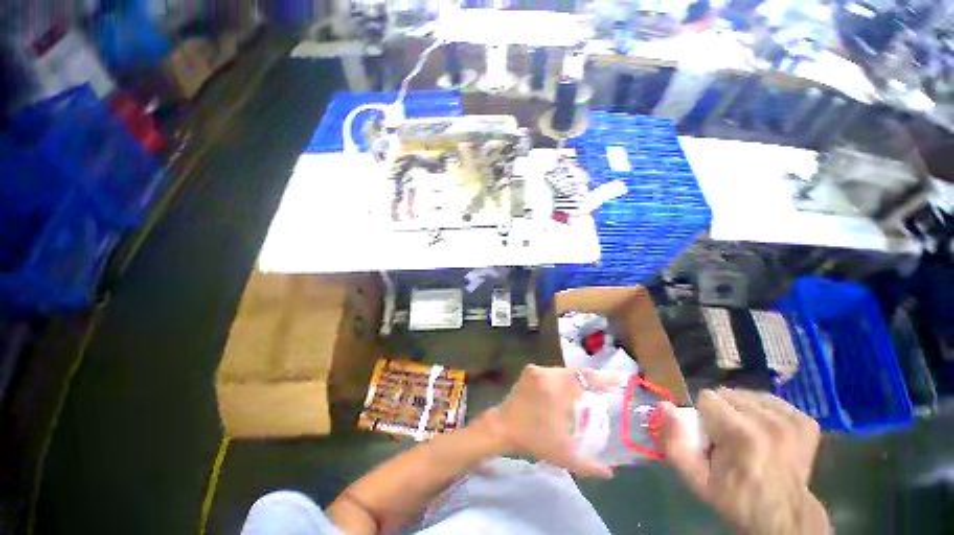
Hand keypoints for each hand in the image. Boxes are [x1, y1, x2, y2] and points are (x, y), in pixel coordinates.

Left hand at [482, 365, 625, 478]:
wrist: (503, 426)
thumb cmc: (533, 438)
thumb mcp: (563, 454)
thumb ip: (589, 465)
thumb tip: (610, 473)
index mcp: (558, 388)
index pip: (587, 377)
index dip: (605, 378)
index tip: (621, 379)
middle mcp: (548, 373)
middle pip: (576, 373)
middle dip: (590, 381)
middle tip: (604, 390)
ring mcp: (537, 370)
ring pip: (563, 372)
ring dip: (575, 381)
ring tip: (586, 392)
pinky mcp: (529, 371)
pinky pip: (552, 372)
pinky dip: (561, 380)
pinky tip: (566, 391)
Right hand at [659, 388, 829, 534]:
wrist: (783, 518)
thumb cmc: (734, 498)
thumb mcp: (694, 478)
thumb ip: (673, 441)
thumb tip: (663, 405)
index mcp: (742, 434)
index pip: (707, 398)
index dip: (705, 418)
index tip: (713, 439)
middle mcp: (770, 421)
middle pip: (728, 394)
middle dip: (722, 412)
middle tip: (730, 440)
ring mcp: (793, 421)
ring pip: (748, 395)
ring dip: (742, 411)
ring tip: (748, 437)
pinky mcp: (806, 422)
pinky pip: (771, 401)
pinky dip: (764, 413)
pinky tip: (766, 434)